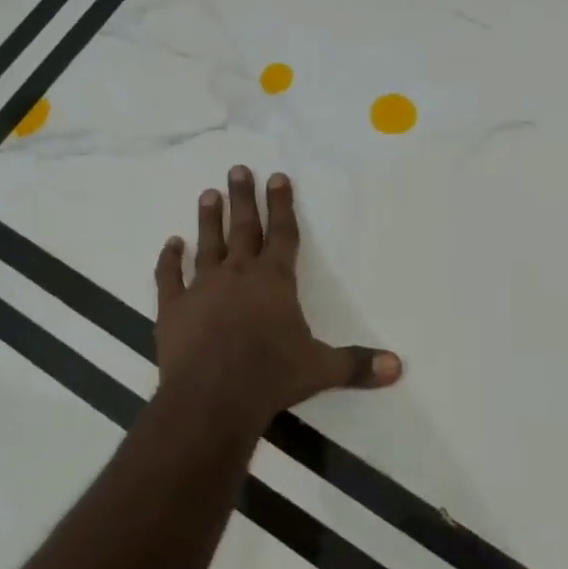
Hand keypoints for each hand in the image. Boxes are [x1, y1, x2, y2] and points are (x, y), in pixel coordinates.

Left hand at [154, 166, 401, 434]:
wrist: (210, 399)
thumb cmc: (270, 377)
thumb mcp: (320, 369)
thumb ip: (357, 364)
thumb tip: (398, 367)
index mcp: (274, 281)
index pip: (283, 233)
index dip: (282, 204)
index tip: (278, 176)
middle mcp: (237, 275)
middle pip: (243, 228)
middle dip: (244, 197)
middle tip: (238, 169)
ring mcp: (201, 289)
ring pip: (207, 244)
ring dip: (208, 219)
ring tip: (209, 194)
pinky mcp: (173, 309)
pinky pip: (169, 277)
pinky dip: (169, 259)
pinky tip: (170, 244)